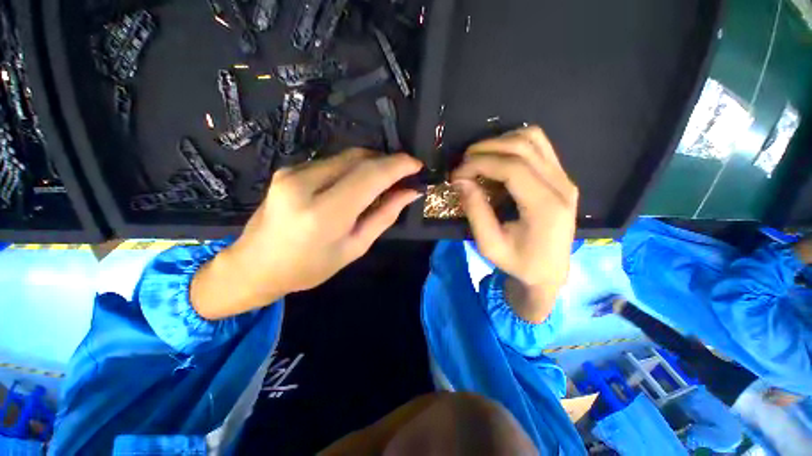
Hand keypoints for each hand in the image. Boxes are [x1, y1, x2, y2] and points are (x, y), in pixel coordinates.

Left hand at [192, 149, 422, 319]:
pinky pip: (332, 162)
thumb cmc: (310, 267)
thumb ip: (384, 216)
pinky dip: (352, 169)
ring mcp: (292, 172)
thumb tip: (410, 193)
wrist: (255, 266)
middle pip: (359, 159)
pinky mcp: (288, 169)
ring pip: (346, 157)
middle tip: (403, 175)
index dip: (398, 165)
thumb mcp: (355, 247)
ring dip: (371, 165)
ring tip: (383, 183)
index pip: (370, 176)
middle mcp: (304, 184)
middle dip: (387, 162)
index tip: (417, 165)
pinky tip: (356, 185)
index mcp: (323, 213)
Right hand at [452, 126, 577, 321]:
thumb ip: (475, 210)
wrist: (550, 272)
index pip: (512, 167)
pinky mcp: (561, 177)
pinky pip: (539, 146)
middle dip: (485, 149)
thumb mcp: (489, 245)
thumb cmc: (519, 263)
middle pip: (523, 146)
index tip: (456, 174)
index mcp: (545, 206)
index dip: (479, 164)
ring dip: (500, 142)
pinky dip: (513, 145)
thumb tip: (460, 181)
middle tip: (463, 164)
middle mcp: (561, 186)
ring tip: (478, 158)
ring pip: (533, 138)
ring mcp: (565, 178)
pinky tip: (497, 159)